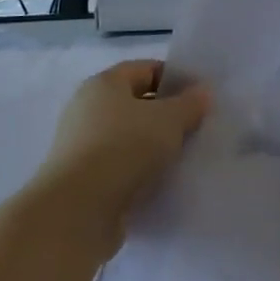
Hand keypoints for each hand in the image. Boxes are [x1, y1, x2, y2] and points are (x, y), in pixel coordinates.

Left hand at [38, 60, 209, 250]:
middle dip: (167, 114)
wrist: (78, 210)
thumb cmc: (124, 148)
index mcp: (104, 84)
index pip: (146, 69)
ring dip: (155, 145)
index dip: (176, 78)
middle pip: (136, 103)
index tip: (201, 97)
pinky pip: (120, 165)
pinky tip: (162, 181)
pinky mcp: (82, 179)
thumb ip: (190, 103)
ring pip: (129, 137)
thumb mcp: (169, 120)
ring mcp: (81, 145)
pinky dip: (140, 170)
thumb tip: (202, 92)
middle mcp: (87, 109)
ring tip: (184, 156)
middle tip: (197, 127)